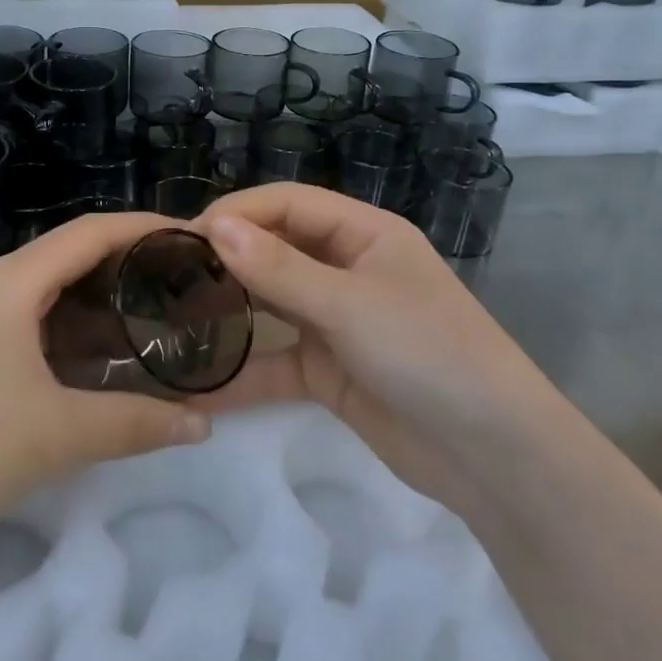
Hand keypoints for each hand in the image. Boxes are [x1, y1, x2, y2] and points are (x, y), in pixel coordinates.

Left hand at [0, 214, 211, 562]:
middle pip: (67, 257)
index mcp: (9, 282)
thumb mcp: (56, 434)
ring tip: (149, 322)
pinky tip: (93, 363)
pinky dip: (66, 333)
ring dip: (95, 304)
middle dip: (125, 266)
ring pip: (45, 295)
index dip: (143, 227)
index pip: (89, 232)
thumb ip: (135, 423)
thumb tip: (203, 424)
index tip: (193, 237)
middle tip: (181, 285)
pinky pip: (24, 324)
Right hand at [193, 184, 554, 513]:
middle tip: (169, 273)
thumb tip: (214, 226)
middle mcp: (348, 270)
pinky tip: (200, 383)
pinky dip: (244, 371)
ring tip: (173, 314)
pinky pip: (276, 361)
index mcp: (365, 234)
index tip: (184, 234)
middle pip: (277, 249)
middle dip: (228, 257)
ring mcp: (337, 322)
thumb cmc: (428, 353)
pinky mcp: (329, 371)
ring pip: (272, 303)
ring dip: (231, 308)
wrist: (492, 456)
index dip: (238, 212)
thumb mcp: (350, 304)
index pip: (289, 204)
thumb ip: (279, 269)